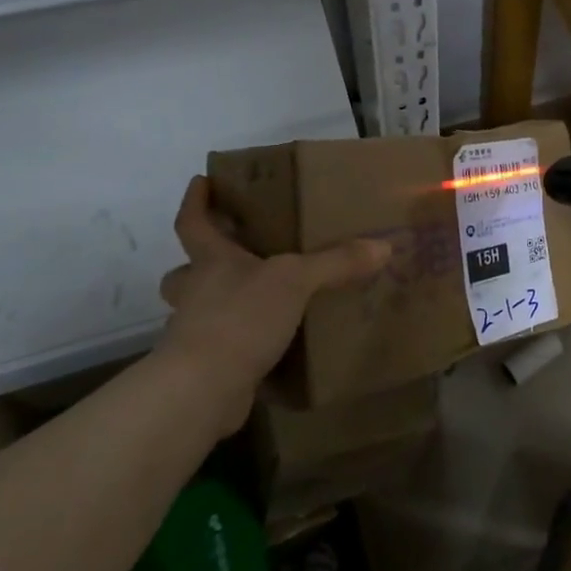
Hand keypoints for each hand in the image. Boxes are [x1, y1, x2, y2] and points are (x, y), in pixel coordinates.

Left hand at [157, 176, 388, 427]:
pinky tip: (271, 345)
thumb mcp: (296, 281)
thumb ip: (337, 262)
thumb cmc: (240, 318)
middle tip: (231, 256)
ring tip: (259, 301)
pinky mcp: (207, 367)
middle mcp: (198, 293)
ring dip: (221, 304)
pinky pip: (223, 346)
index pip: (194, 223)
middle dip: (200, 264)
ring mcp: (197, 333)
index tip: (202, 181)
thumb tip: (384, 245)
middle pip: (186, 272)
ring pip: (201, 310)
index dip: (197, 202)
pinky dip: (242, 343)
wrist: (202, 390)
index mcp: (211, 262)